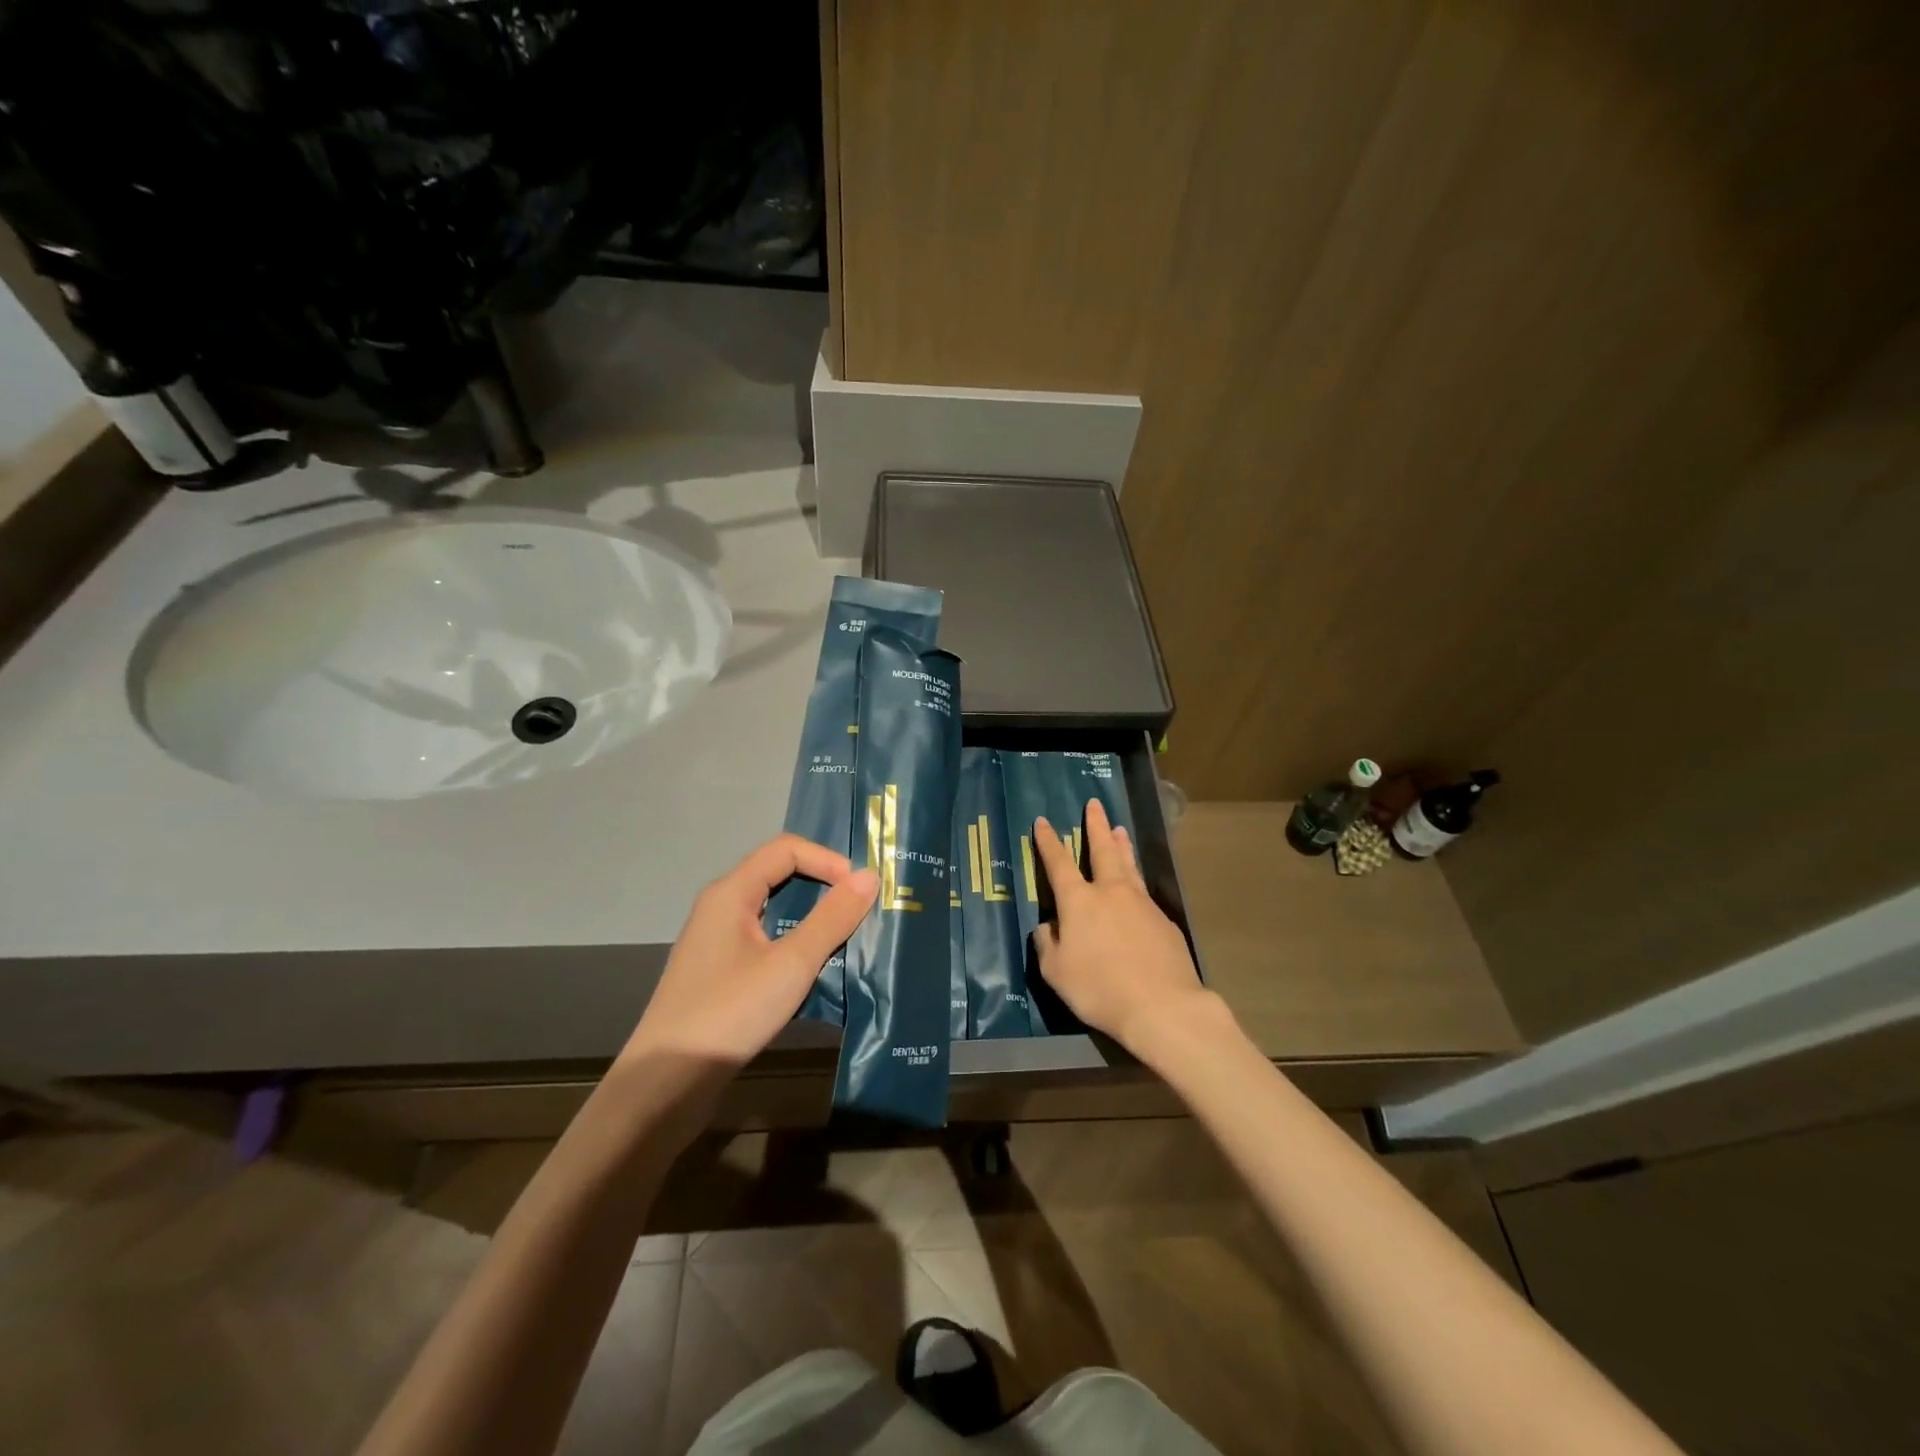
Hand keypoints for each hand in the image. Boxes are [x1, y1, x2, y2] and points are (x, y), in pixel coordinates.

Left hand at [622, 834, 877, 1069]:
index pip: (786, 849)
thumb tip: (870, 876)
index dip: (827, 860)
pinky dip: (795, 947)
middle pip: (779, 876)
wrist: (665, 1085)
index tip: (861, 890)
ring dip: (812, 921)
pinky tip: (816, 974)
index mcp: (730, 893)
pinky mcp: (719, 974)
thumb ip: (832, 918)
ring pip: (774, 913)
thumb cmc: (729, 1013)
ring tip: (848, 940)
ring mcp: (717, 943)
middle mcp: (720, 908)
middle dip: (824, 888)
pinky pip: (765, 942)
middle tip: (862, 911)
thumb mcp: (791, 964)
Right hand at [1031, 799, 1211, 1054]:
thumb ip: (1047, 944)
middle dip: (1096, 826)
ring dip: (1121, 844)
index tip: (1042, 822)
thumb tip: (1048, 926)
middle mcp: (1111, 892)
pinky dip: (1136, 880)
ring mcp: (1141, 903)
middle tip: (1094, 804)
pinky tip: (1136, 888)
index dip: (1048, 842)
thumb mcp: (1056, 972)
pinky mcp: (1163, 920)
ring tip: (1119, 828)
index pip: (1058, 863)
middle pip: (1102, 850)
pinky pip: (1144, 892)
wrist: (1162, 1006)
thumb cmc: (1100, 989)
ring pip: (1129, 864)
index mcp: (1079, 901)